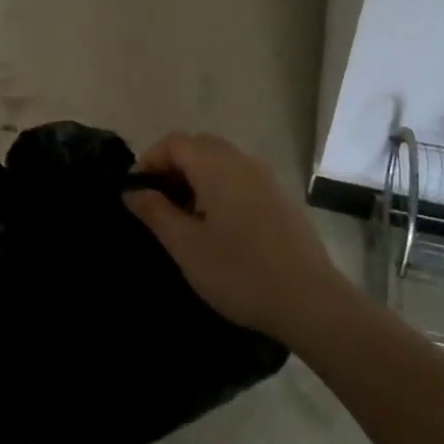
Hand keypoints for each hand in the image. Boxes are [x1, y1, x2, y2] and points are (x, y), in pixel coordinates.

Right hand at [123, 131, 348, 346]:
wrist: (310, 301)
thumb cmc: (240, 271)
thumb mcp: (186, 246)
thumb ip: (155, 212)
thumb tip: (132, 190)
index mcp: (216, 165)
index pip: (173, 142)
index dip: (149, 161)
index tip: (136, 194)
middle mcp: (242, 161)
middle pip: (197, 146)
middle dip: (172, 168)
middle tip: (157, 205)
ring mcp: (265, 178)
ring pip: (220, 162)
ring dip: (195, 179)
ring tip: (185, 220)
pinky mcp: (279, 198)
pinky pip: (240, 179)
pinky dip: (219, 189)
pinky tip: (218, 228)